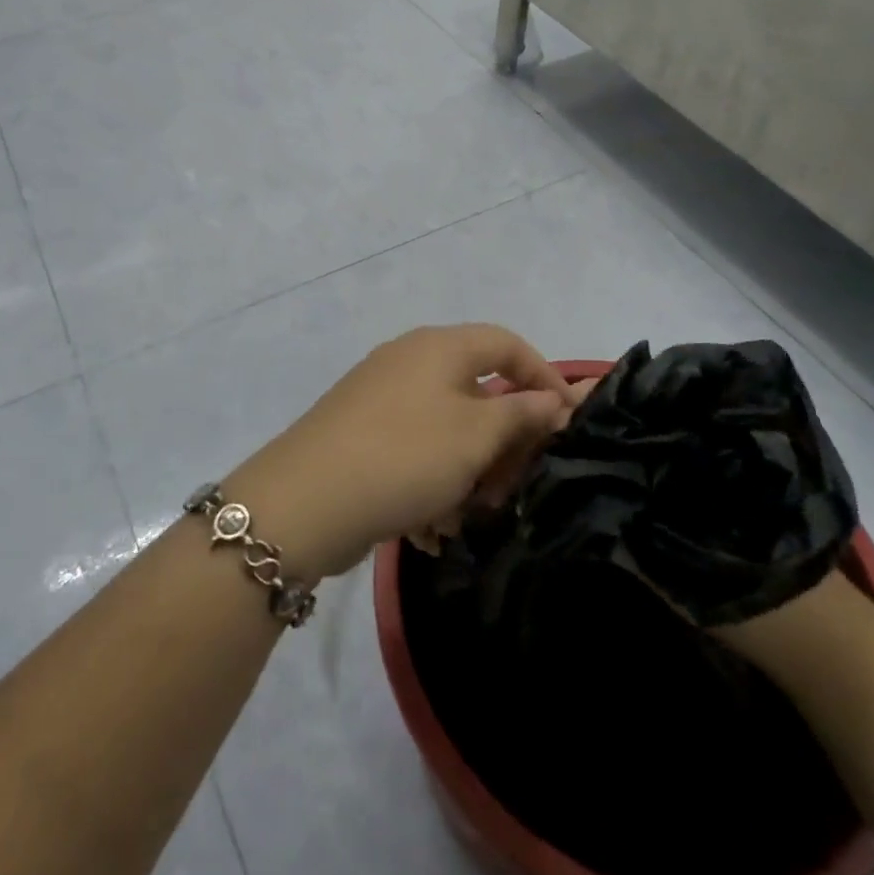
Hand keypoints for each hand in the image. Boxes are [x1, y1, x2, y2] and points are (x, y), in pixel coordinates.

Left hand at [222, 325, 581, 580]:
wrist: (305, 500)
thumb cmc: (405, 456)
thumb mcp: (475, 436)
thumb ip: (521, 414)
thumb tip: (554, 400)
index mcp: (439, 347)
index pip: (507, 344)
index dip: (544, 378)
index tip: (567, 424)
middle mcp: (409, 361)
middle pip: (478, 392)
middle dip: (502, 444)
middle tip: (508, 490)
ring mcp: (381, 397)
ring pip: (448, 430)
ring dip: (467, 475)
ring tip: (462, 519)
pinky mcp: (362, 433)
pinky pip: (415, 452)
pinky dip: (431, 485)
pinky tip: (429, 530)